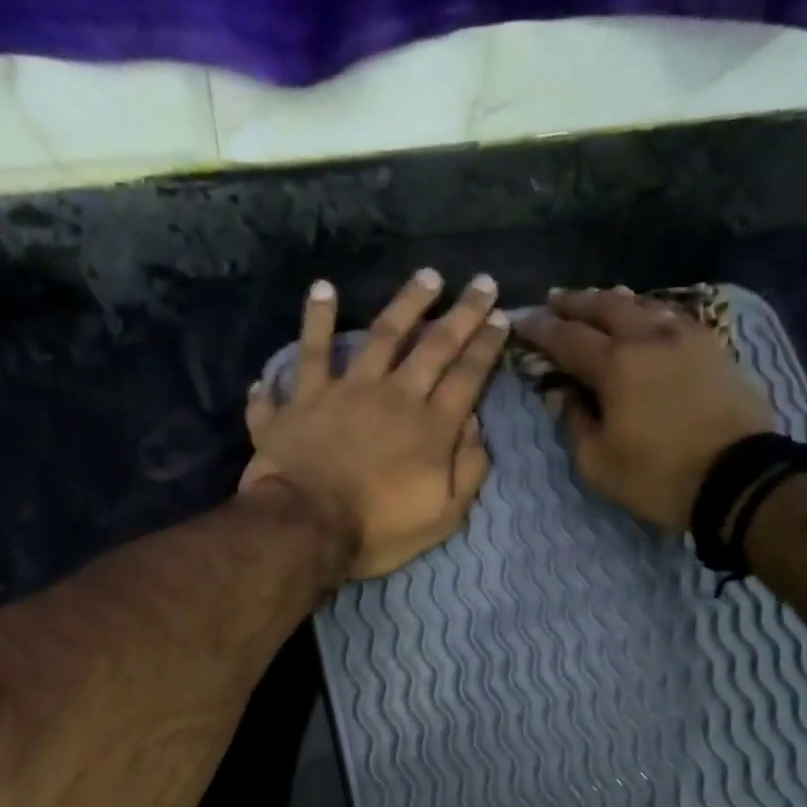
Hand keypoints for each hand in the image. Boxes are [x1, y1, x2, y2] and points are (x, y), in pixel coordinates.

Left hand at [243, 270, 505, 579]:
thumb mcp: (443, 516)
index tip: (502, 317)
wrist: (306, 527)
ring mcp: (345, 391)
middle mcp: (394, 396)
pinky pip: (308, 353)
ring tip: (425, 276)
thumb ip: (467, 469)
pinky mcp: (304, 398)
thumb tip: (476, 424)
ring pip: (380, 334)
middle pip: (434, 346)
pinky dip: (313, 321)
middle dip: (463, 313)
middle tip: (482, 282)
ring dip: (405, 303)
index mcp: (431, 427)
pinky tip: (322, 289)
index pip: (468, 377)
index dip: (487, 346)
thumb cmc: (377, 531)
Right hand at [516, 287, 774, 529]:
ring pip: (641, 304)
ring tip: (595, 303)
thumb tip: (562, 394)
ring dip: (611, 301)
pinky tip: (643, 318)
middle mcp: (648, 336)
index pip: (566, 337)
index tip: (520, 320)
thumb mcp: (598, 463)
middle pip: (604, 306)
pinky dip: (647, 312)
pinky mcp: (712, 345)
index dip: (540, 328)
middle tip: (554, 301)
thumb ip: (574, 422)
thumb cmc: (658, 476)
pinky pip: (671, 315)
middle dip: (574, 302)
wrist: (738, 477)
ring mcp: (686, 336)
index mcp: (615, 364)